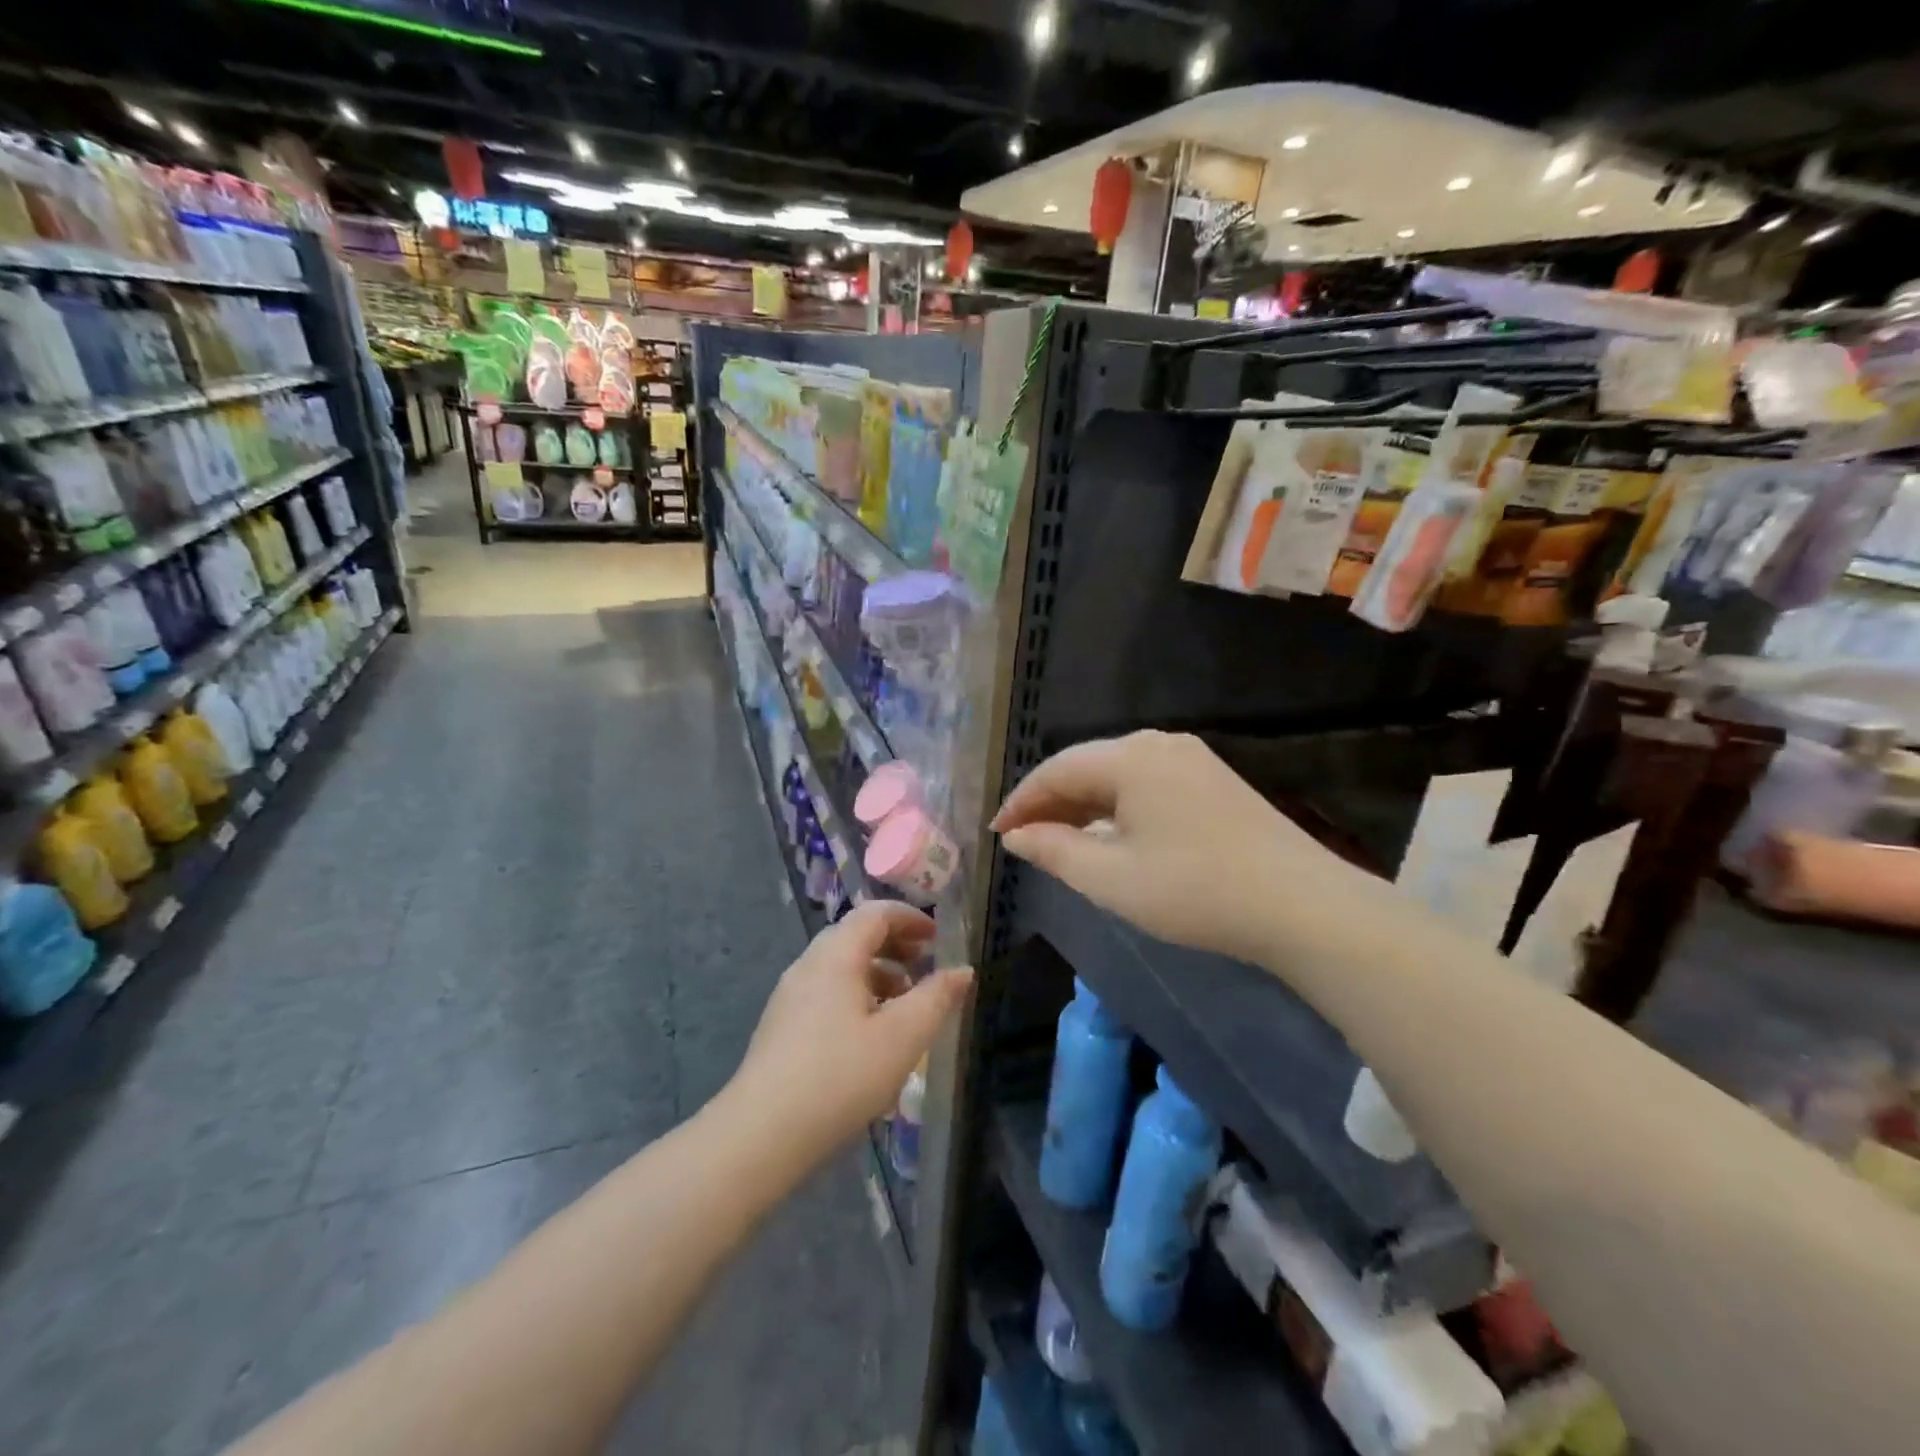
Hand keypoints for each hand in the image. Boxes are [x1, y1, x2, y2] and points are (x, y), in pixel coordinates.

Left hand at [727, 902, 972, 1163]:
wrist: (761, 1134)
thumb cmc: (840, 1077)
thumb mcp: (903, 1037)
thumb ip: (937, 998)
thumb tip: (963, 970)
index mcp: (836, 955)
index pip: (875, 913)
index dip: (910, 918)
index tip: (938, 939)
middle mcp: (809, 964)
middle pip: (856, 936)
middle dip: (895, 945)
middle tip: (926, 968)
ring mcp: (790, 995)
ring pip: (840, 966)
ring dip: (878, 973)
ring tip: (905, 1005)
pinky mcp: (781, 1026)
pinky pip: (826, 991)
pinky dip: (856, 995)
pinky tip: (870, 1036)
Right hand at [991, 730, 1366, 965]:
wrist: (1301, 906)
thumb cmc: (1194, 891)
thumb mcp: (1110, 878)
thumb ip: (1053, 851)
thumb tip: (1016, 836)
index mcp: (1131, 757)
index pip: (1056, 770)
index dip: (1021, 801)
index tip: (997, 834)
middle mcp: (1159, 743)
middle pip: (1087, 766)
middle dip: (1051, 802)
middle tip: (1023, 840)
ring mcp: (1191, 759)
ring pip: (1117, 775)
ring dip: (1084, 805)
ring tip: (1059, 840)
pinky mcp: (1213, 780)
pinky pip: (1146, 784)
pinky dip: (1117, 807)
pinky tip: (1110, 835)